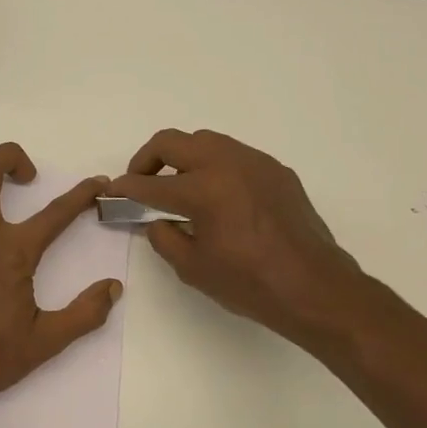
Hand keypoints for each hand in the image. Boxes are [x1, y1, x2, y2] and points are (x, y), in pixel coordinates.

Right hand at [107, 128, 368, 348]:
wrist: (315, 287)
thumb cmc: (249, 283)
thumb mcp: (193, 268)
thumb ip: (164, 238)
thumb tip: (156, 221)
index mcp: (203, 190)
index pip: (150, 182)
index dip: (125, 187)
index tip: (111, 191)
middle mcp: (228, 164)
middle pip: (173, 141)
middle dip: (147, 159)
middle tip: (140, 181)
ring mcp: (255, 163)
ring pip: (205, 140)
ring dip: (182, 157)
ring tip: (177, 185)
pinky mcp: (276, 170)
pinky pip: (234, 155)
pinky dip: (214, 166)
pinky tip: (216, 195)